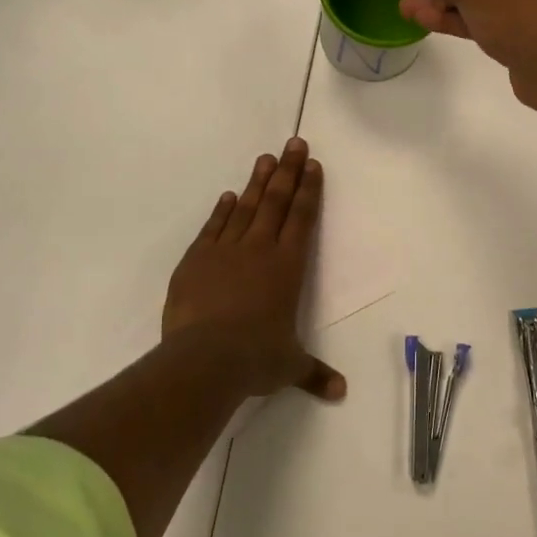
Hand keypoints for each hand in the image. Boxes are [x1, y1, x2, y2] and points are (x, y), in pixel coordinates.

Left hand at [161, 137, 344, 401]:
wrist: (204, 359)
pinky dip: (222, 211)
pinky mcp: (196, 260)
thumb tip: (340, 393)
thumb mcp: (289, 366)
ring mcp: (225, 251)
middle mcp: (259, 249)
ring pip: (246, 208)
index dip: (308, 190)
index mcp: (288, 266)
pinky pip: (213, 228)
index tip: (312, 164)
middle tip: (293, 143)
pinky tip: (229, 197)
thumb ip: (313, 373)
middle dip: (287, 171)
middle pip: (276, 201)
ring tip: (265, 158)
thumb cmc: (256, 358)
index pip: (302, 218)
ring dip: (257, 183)